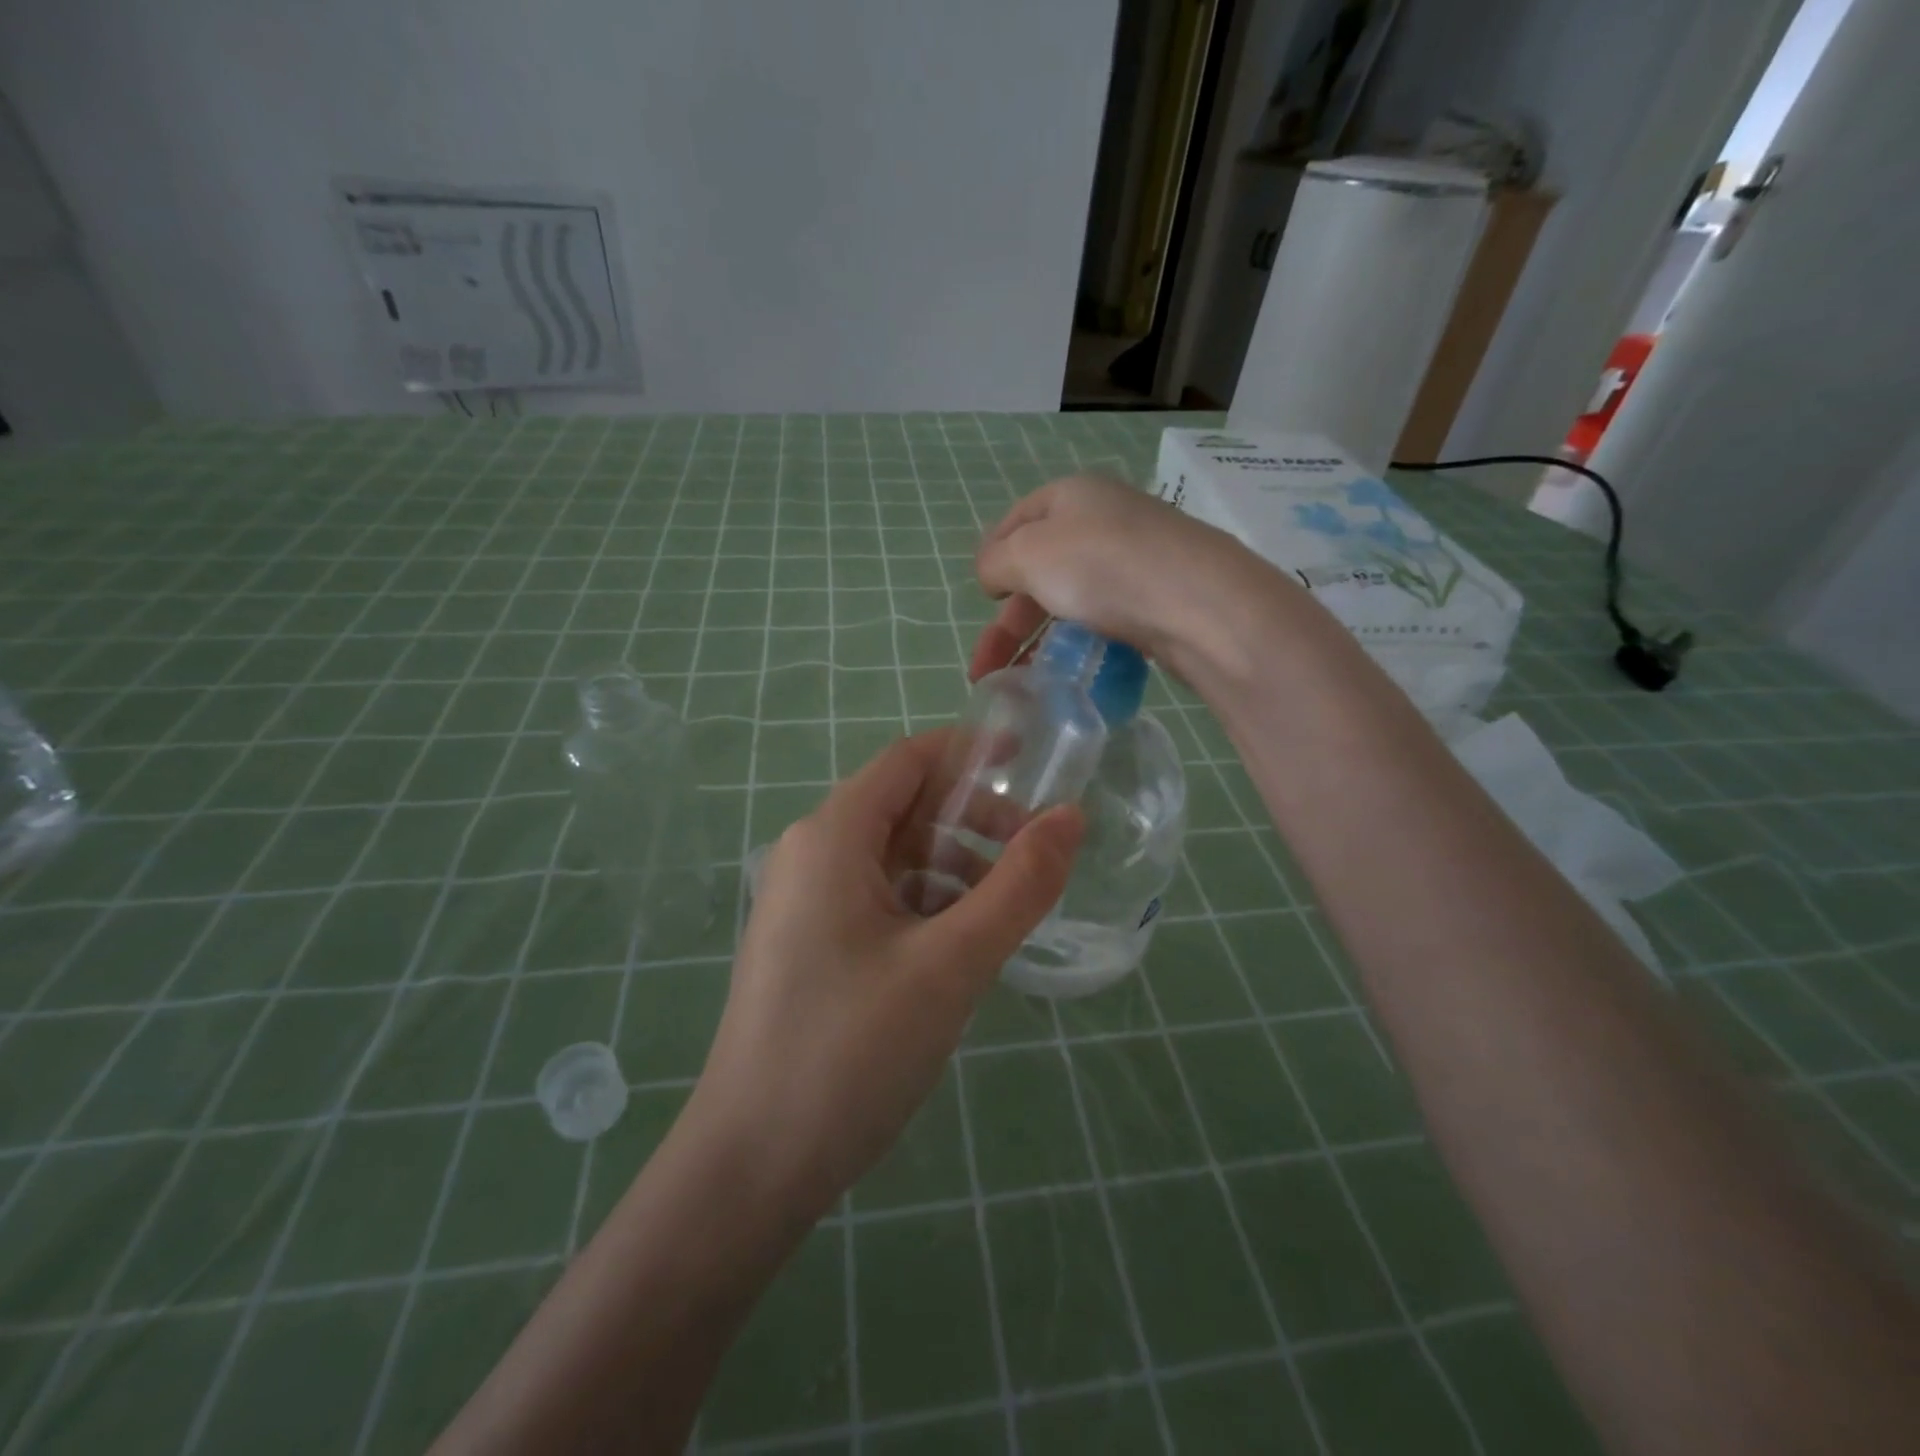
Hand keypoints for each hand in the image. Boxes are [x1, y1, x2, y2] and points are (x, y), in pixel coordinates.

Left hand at [692, 733, 1082, 1216]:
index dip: (970, 753)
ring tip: (1003, 911)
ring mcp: (804, 903)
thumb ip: (1019, 885)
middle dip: (970, 818)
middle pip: (903, 806)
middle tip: (1033, 852)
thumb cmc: (850, 1051)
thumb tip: (1071, 818)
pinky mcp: (808, 945)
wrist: (751, 1166)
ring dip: (952, 867)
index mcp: (832, 836)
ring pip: (893, 857)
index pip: (908, 760)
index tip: (1031, 765)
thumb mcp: (952, 964)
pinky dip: (924, 904)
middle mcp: (810, 854)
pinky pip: (876, 899)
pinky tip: (958, 948)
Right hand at [969, 473, 1263, 680]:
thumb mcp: (1029, 554)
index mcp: (1071, 495)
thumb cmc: (1103, 566)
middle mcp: (1104, 519)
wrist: (1200, 604)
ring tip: (1021, 682)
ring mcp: (1135, 559)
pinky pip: (1105, 618)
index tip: (982, 599)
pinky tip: (1070, 671)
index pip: (1016, 520)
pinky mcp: (1158, 598)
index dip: (992, 558)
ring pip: (1072, 598)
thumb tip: (992, 573)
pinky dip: (1079, 643)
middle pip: (1040, 568)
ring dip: (1039, 639)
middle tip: (987, 668)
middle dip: (1008, 620)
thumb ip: (996, 561)